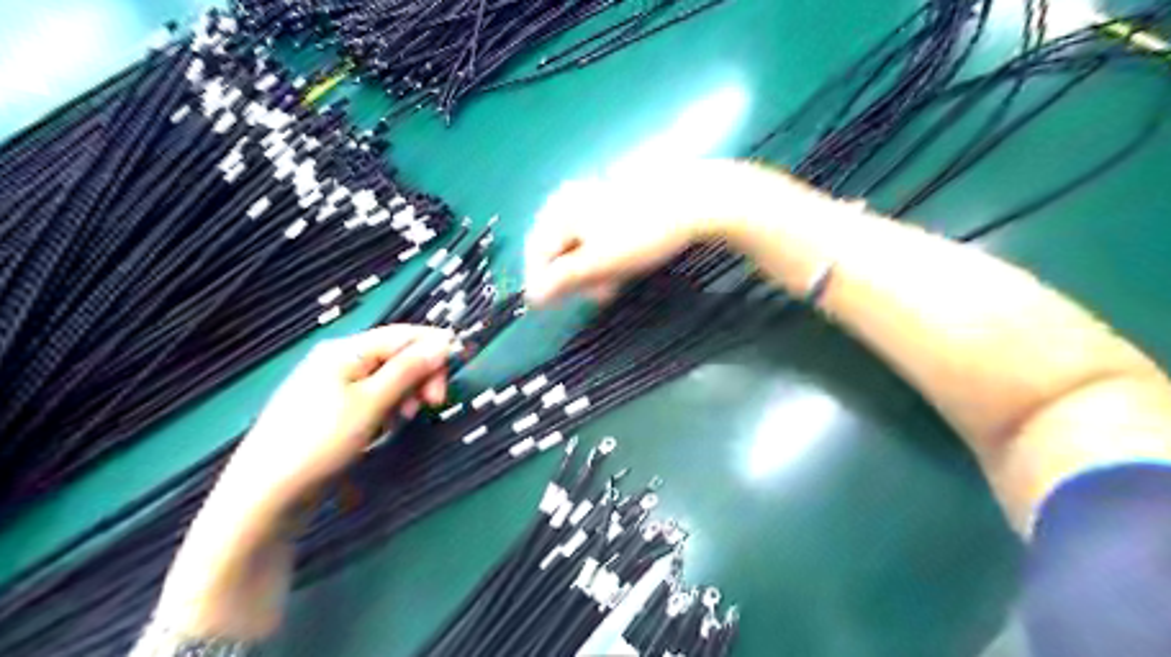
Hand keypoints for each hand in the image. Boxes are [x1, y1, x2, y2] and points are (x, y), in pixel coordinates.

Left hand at [158, 325, 455, 639]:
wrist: (265, 495)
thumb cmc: (320, 442)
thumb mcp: (372, 403)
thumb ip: (409, 369)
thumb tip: (444, 341)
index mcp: (346, 349)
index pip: (404, 335)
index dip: (435, 349)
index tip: (457, 372)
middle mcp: (339, 360)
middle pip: (397, 356)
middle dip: (420, 377)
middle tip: (432, 404)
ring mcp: (333, 385)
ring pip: (388, 379)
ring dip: (404, 396)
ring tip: (400, 421)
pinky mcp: (331, 409)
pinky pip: (372, 398)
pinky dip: (386, 409)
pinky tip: (382, 428)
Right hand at [526, 158, 789, 304]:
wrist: (696, 200)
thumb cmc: (642, 233)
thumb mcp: (599, 262)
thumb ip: (562, 280)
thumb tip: (532, 297)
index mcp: (561, 210)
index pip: (537, 252)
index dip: (541, 283)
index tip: (549, 309)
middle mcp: (572, 200)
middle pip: (559, 249)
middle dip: (574, 278)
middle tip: (592, 297)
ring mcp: (595, 199)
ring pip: (582, 246)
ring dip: (592, 272)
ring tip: (610, 288)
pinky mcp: (618, 203)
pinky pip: (600, 237)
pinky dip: (607, 257)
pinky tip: (621, 269)